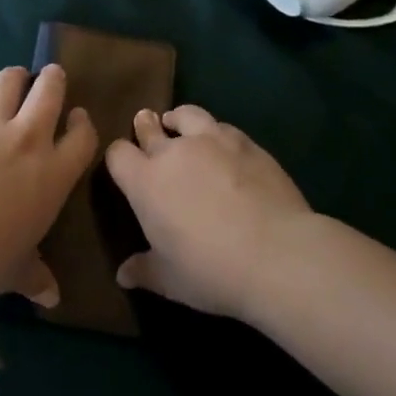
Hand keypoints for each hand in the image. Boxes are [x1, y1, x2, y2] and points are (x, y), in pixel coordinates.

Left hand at [0, 65, 97, 305]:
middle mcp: (28, 138)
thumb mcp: (16, 271)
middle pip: (50, 92)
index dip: (83, 124)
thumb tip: (51, 298)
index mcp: (54, 173)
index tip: (78, 119)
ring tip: (15, 79)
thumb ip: (35, 277)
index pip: (82, 137)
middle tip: (52, 76)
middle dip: (54, 79)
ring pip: (10, 81)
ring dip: (15, 77)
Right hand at [104, 105, 314, 320]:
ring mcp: (212, 141)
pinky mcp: (245, 143)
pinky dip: (215, 132)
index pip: (118, 154)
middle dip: (145, 127)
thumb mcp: (170, 281)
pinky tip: (223, 144)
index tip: (124, 165)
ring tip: (179, 124)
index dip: (119, 158)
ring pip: (187, 115)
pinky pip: (222, 127)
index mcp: (146, 183)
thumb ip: (144, 270)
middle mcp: (173, 153)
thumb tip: (123, 274)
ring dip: (179, 120)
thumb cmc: (211, 271)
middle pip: (149, 127)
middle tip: (146, 125)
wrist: (277, 254)